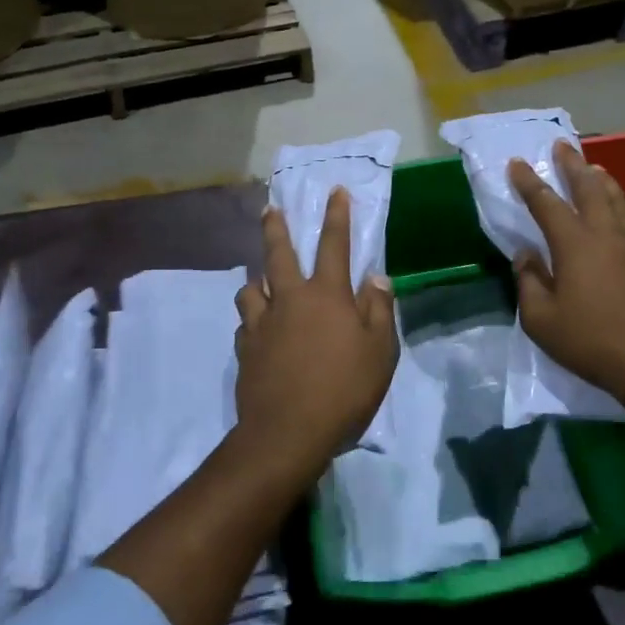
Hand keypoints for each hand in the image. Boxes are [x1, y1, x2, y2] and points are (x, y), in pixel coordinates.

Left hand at [232, 188, 397, 479]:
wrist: (288, 432)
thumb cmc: (344, 389)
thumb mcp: (379, 350)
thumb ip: (378, 309)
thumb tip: (375, 277)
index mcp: (326, 295)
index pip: (334, 245)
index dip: (337, 216)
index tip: (336, 191)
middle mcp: (289, 299)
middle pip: (278, 254)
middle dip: (275, 228)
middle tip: (269, 209)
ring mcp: (262, 324)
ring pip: (251, 288)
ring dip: (257, 279)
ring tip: (261, 281)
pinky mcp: (244, 350)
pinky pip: (245, 323)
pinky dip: (253, 318)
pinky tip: (257, 328)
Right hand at [508, 141, 624, 402]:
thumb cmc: (590, 341)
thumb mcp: (541, 320)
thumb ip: (529, 282)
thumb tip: (525, 255)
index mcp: (574, 243)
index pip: (546, 203)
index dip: (528, 182)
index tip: (516, 163)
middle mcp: (606, 233)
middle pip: (589, 188)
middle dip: (573, 165)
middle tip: (562, 147)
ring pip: (619, 200)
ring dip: (603, 180)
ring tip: (595, 169)